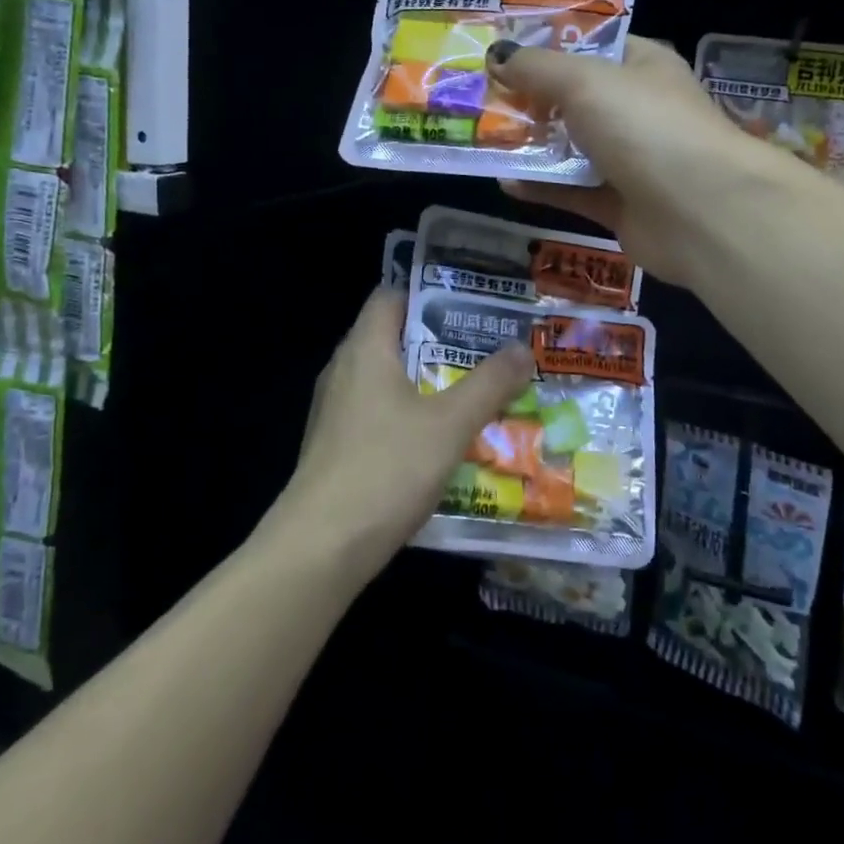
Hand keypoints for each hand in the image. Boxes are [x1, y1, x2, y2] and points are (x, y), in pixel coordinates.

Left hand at [272, 291, 533, 580]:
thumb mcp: (450, 424)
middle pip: (393, 337)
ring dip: (428, 381)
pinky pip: (379, 414)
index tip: (473, 303)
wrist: (320, 550)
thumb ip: (489, 384)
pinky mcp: (336, 447)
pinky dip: (411, 415)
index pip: (392, 296)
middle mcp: (344, 371)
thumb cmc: (387, 469)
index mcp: (365, 350)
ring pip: (388, 380)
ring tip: (475, 388)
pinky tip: (442, 438)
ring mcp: (335, 412)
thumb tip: (522, 348)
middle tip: (488, 346)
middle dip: (441, 340)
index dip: (431, 293)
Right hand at [486, 36, 791, 283]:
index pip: (592, 48)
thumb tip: (497, 54)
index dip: (548, 47)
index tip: (501, 52)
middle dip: (530, 99)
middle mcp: (639, 111)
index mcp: (642, 67)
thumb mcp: (584, 81)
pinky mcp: (622, 207)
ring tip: (482, 140)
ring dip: (532, 146)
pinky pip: (574, 192)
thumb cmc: (645, 126)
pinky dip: (542, 188)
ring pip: (572, 149)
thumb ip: (537, 68)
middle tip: (479, 98)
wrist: (700, 211)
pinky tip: (505, 183)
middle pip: (576, 100)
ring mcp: (633, 161)